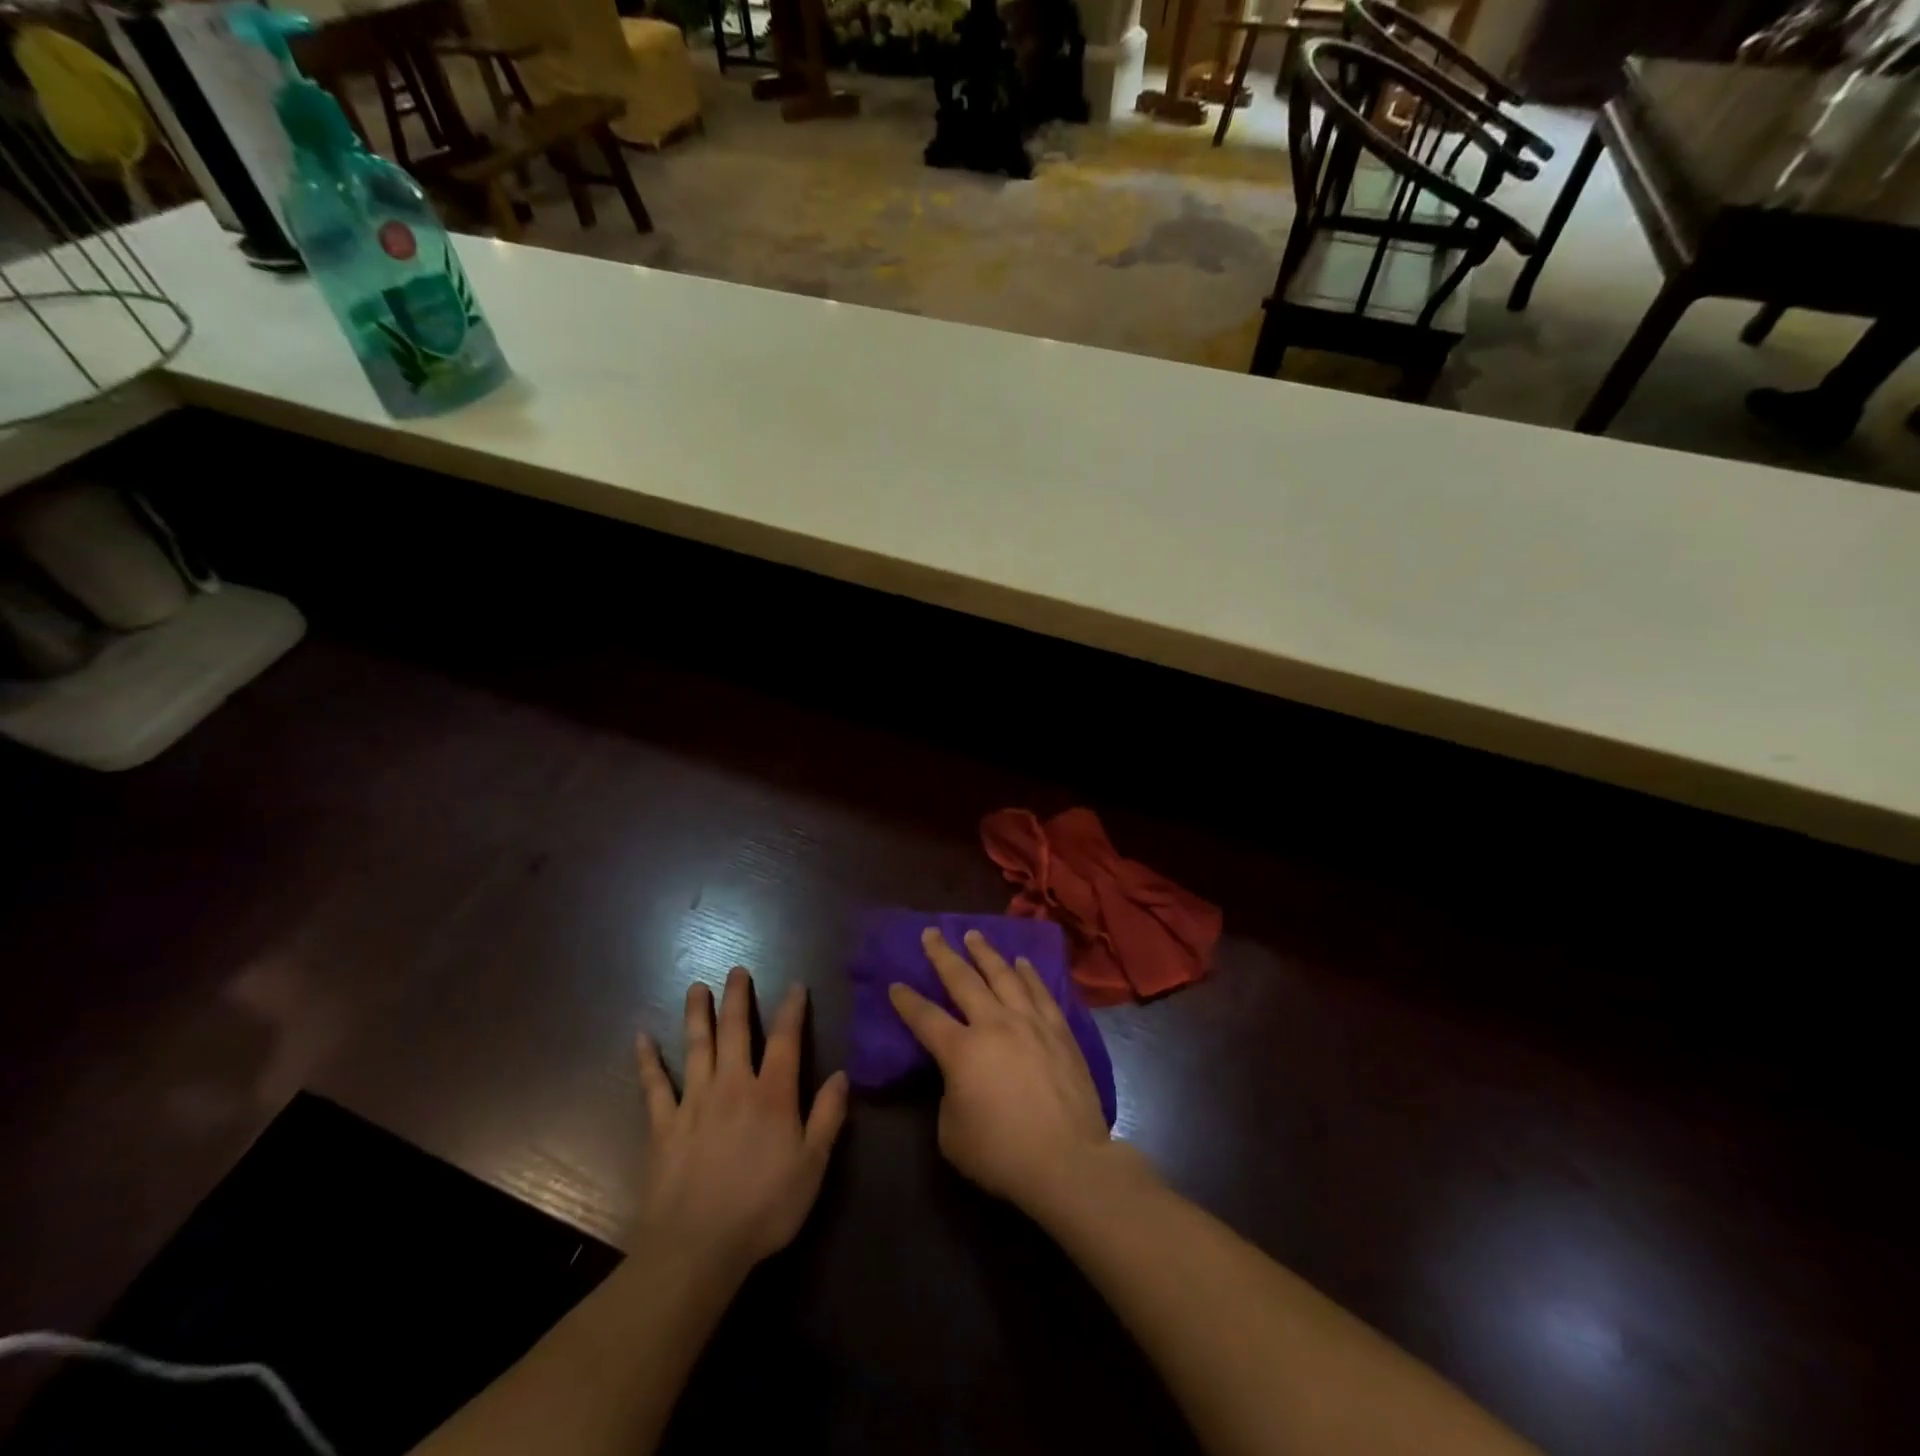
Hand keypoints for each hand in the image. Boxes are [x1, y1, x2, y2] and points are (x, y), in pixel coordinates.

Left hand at [634, 969, 848, 1276]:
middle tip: (736, 970)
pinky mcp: (663, 1125)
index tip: (795, 985)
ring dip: (696, 1014)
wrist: (697, 1248)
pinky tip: (641, 1038)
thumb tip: (842, 1074)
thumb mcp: (812, 1166)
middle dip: (737, 998)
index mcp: (772, 1094)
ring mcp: (694, 1102)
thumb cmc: (763, 1208)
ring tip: (696, 988)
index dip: (792, 1010)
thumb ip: (828, 1117)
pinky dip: (647, 1061)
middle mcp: (733, 1086)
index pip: (785, 1040)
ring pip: (696, 1047)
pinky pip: (654, 1086)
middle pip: (735, 1031)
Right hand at [889, 928, 1124, 1217]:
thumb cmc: (1002, 1153)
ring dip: (985, 953)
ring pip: (1004, 975)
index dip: (907, 1000)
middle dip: (943, 954)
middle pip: (963, 980)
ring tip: (974, 935)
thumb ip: (949, 1094)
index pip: (925, 1017)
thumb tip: (959, 1077)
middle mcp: (994, 1024)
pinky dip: (1028, 973)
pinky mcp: (1059, 1030)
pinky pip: (1040, 991)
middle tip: (931, 933)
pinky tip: (1022, 962)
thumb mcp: (952, 1133)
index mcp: (961, 1050)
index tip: (895, 984)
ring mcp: (1030, 1022)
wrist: (1067, 1160)